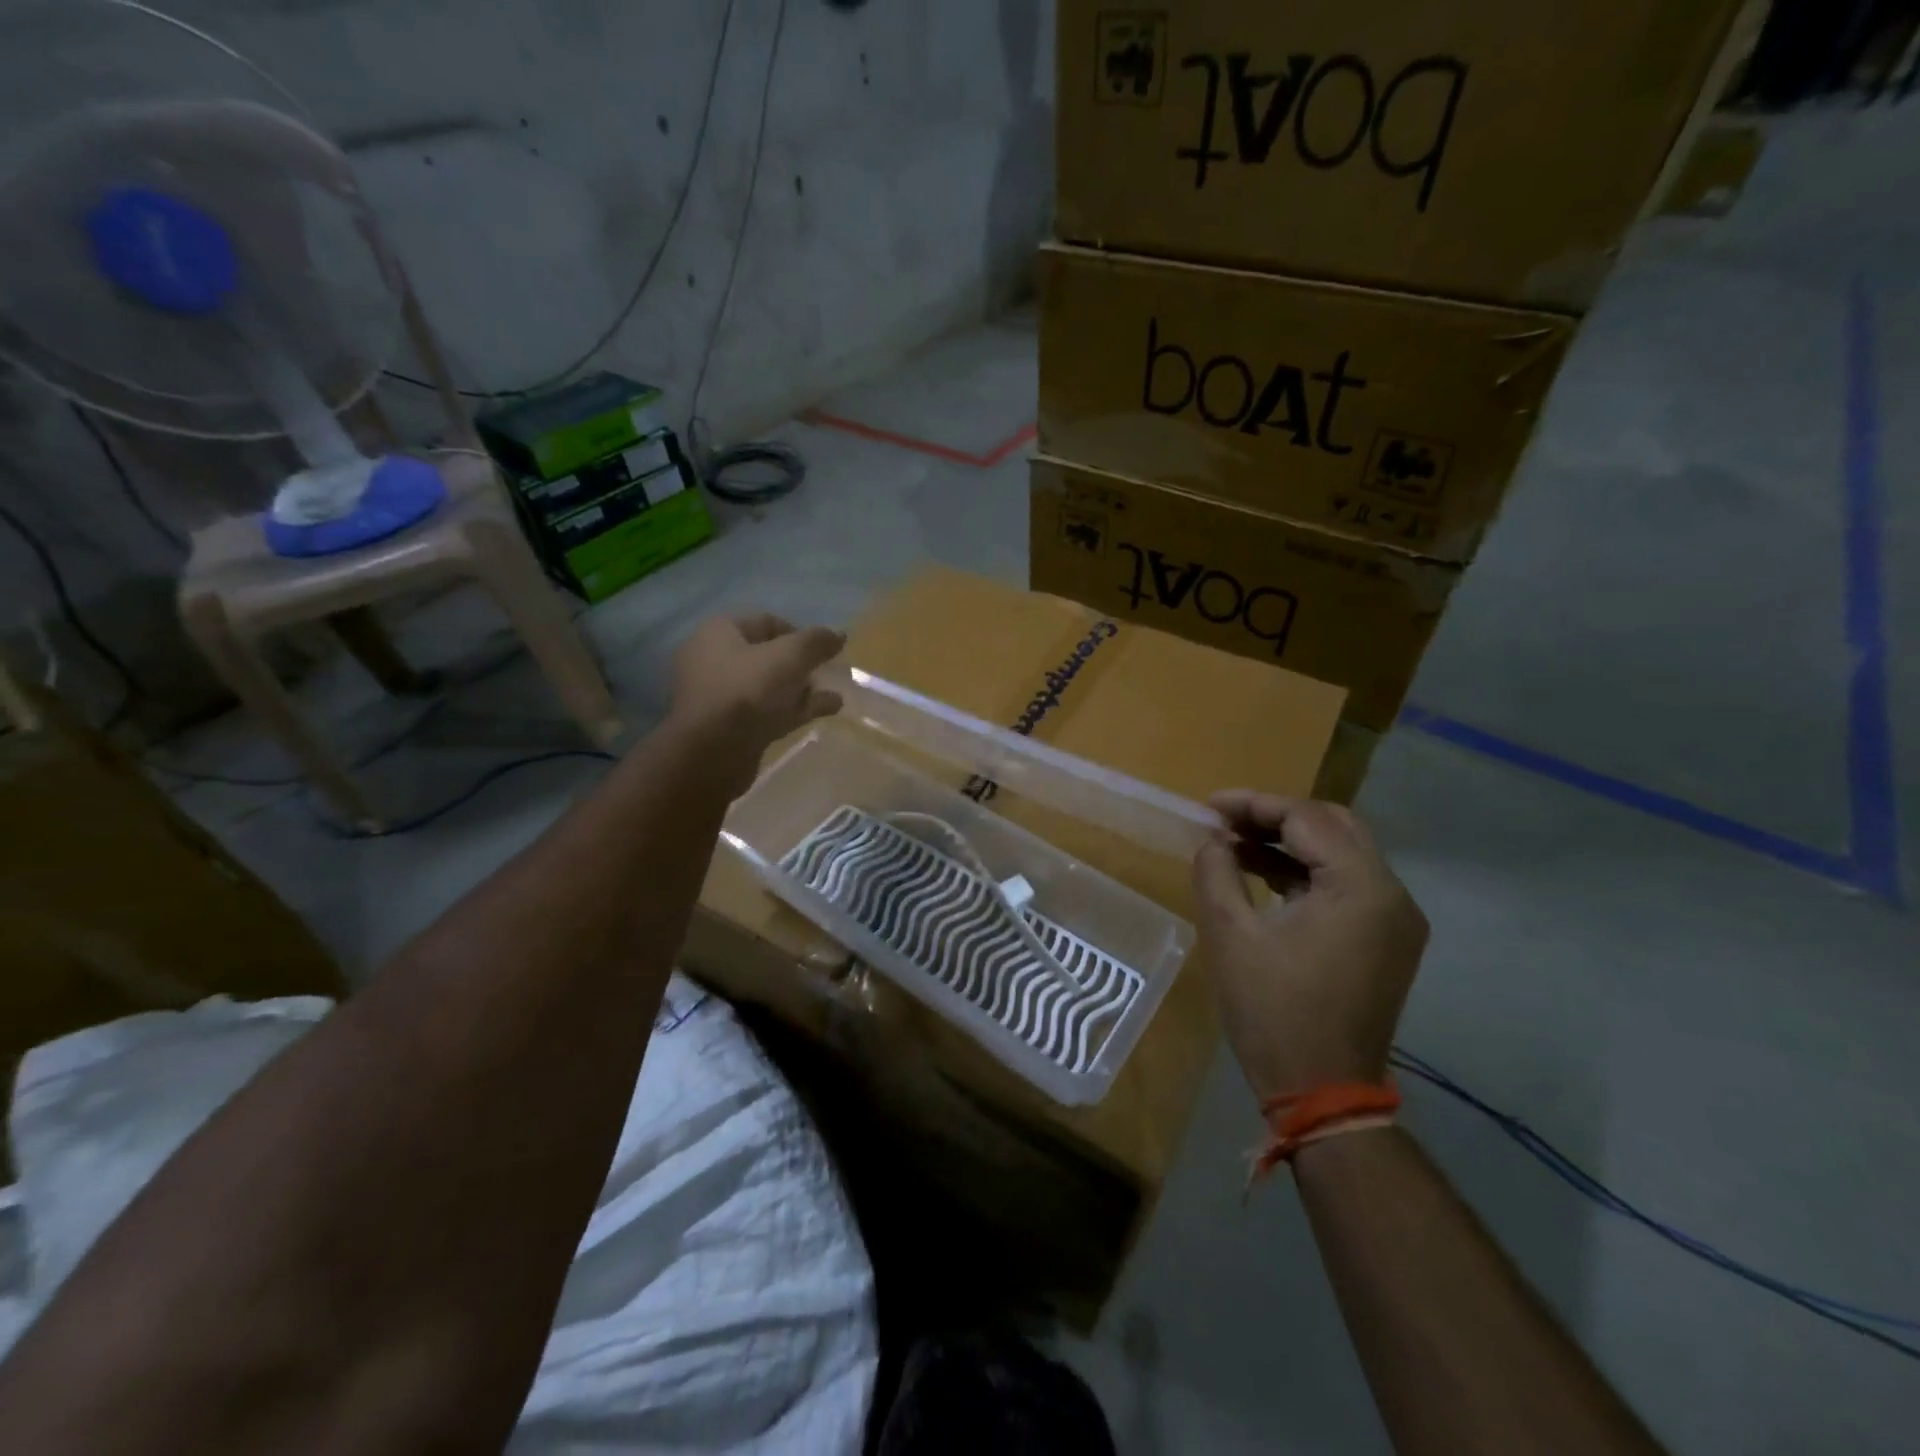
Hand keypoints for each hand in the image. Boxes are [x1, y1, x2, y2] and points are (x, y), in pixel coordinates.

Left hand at [670, 613, 845, 782]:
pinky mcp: (728, 727)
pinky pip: (766, 711)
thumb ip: (816, 642)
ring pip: (768, 686)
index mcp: (720, 632)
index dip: (800, 633)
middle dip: (802, 664)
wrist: (712, 753)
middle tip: (828, 674)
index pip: (766, 622)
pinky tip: (825, 711)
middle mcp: (713, 659)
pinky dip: (794, 709)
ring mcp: (720, 696)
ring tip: (833, 696)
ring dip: (802, 689)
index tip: (824, 651)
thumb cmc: (748, 691)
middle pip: (767, 655)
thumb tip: (839, 634)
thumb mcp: (789, 657)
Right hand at [1191, 793, 1427, 1099]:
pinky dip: (1306, 872)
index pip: (1306, 818)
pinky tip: (1263, 875)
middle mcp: (1392, 894)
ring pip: (1342, 853)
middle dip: (1275, 816)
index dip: (1252, 804)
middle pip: (1334, 825)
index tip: (1207, 807)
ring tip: (1234, 844)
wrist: (1322, 1091)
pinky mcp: (1388, 940)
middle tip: (1224, 821)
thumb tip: (1213, 840)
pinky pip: (1347, 885)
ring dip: (1290, 843)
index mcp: (1361, 887)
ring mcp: (1396, 919)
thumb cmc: (1272, 1011)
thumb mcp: (1229, 934)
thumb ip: (1216, 871)